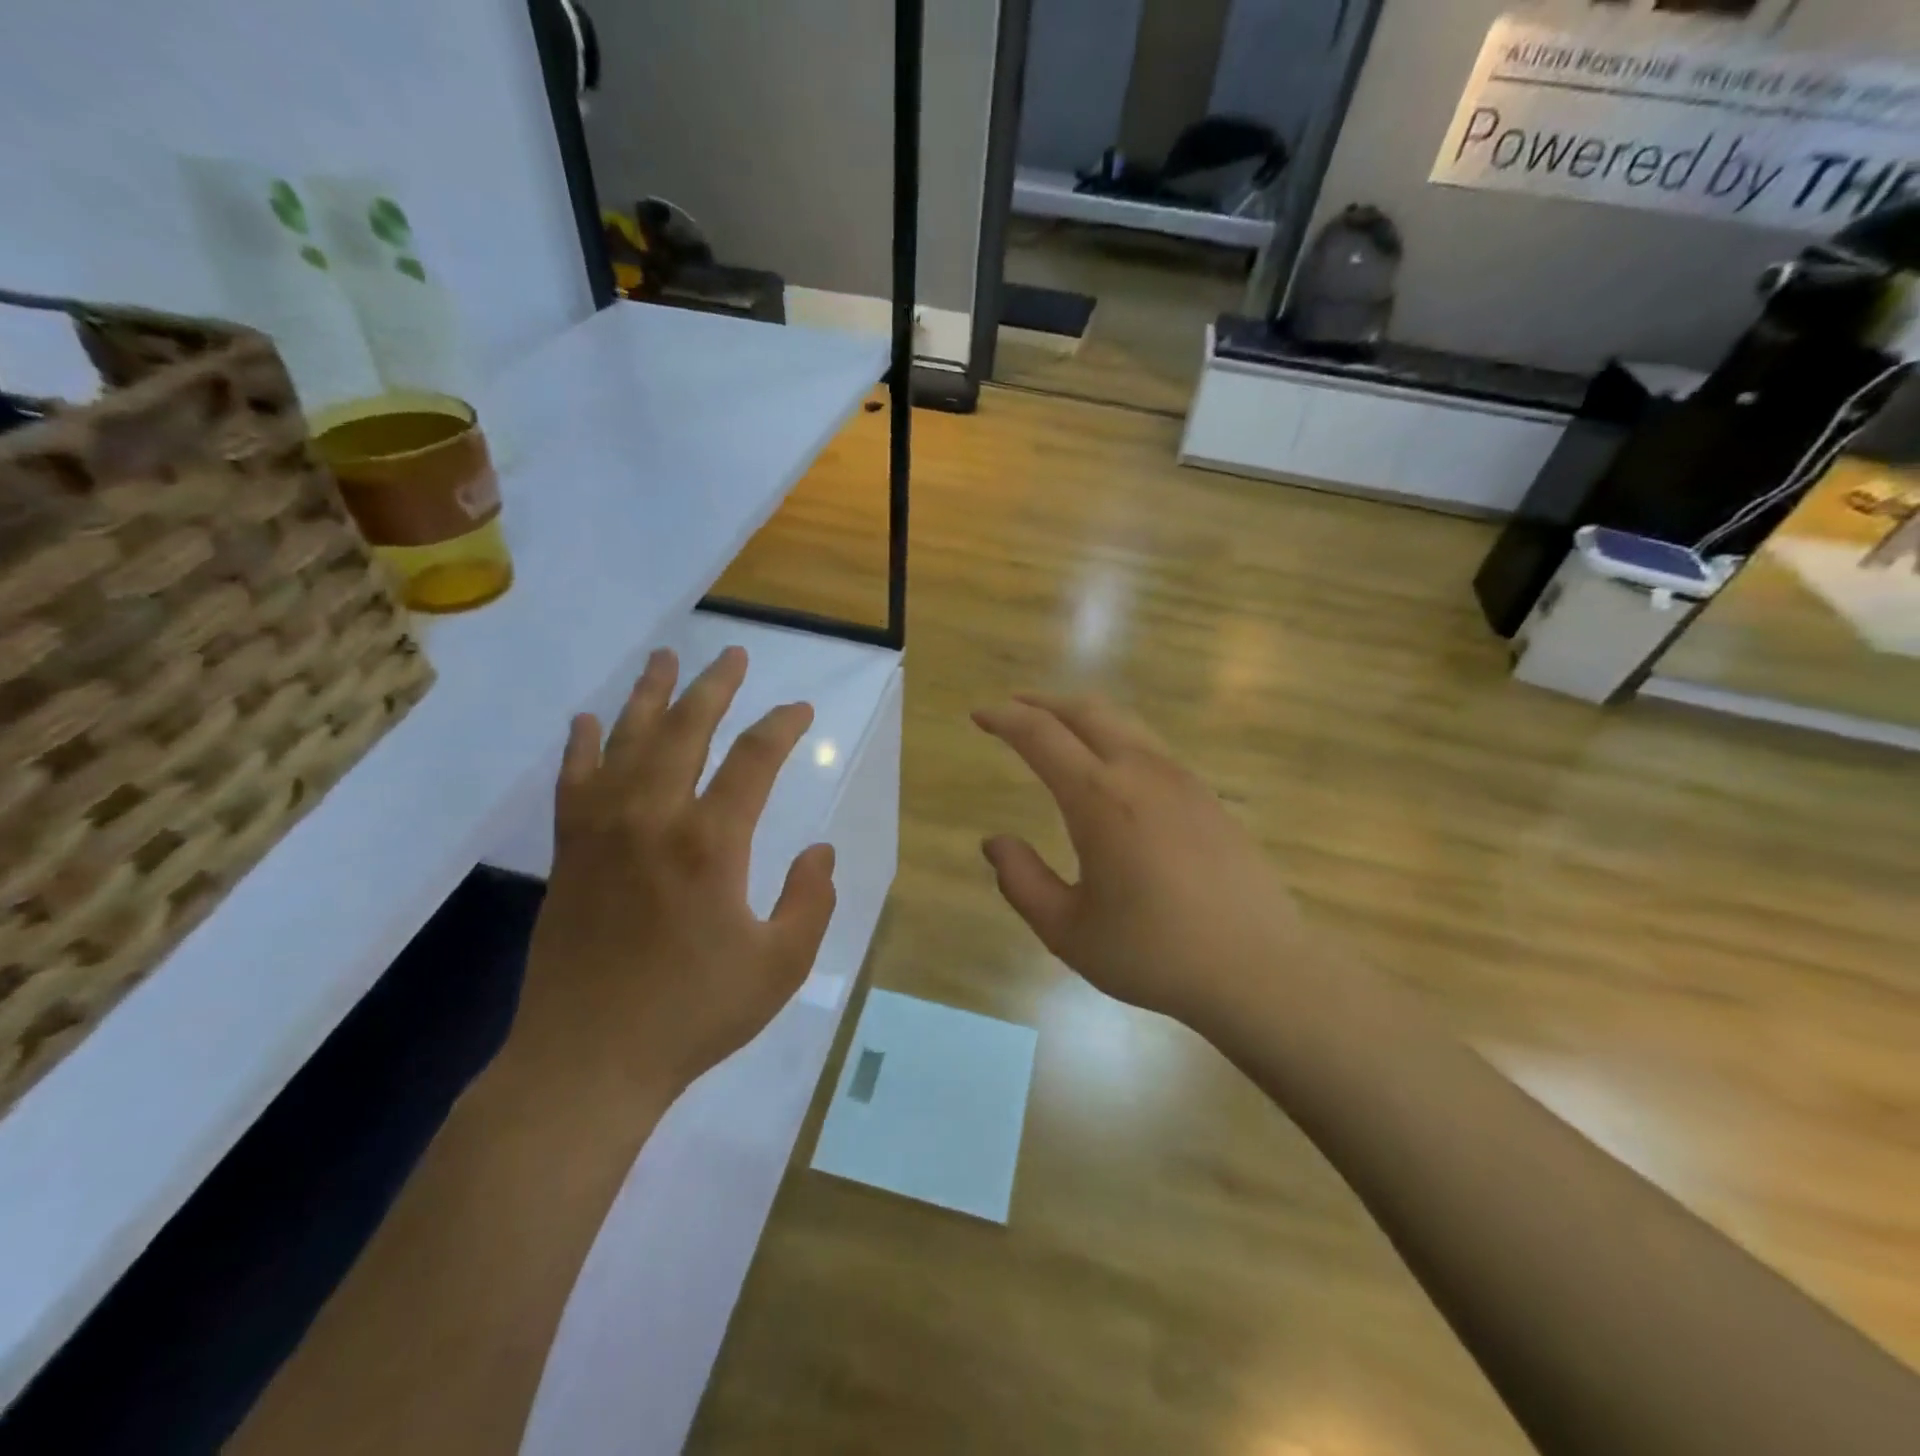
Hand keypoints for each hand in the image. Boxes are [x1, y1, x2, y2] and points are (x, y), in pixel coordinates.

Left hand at [524, 646, 836, 1100]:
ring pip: (627, 741)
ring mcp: (603, 831)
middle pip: (686, 729)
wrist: (588, 1060)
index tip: (800, 710)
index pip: (754, 759)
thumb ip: (811, 901)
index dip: (782, 726)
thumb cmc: (693, 1014)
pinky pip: (575, 781)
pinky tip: (588, 720)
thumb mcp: (780, 966)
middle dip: (715, 687)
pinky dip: (583, 745)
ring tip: (664, 659)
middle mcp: (655, 818)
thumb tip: (819, 851)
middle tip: (733, 655)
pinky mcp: (571, 852)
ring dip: (650, 695)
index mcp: (711, 843)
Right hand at [973, 694, 1316, 1032]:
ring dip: (1082, 717)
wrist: (1259, 969)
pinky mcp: (1208, 796)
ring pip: (1124, 723)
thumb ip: (1022, 881)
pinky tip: (1111, 770)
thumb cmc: (1154, 954)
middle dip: (1043, 702)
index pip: (1040, 735)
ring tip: (1058, 731)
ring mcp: (1182, 780)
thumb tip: (994, 842)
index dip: (1004, 718)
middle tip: (1013, 707)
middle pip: (1086, 710)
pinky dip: (1116, 739)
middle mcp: (1141, 772)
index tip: (979, 715)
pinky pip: (1151, 748)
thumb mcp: (1068, 931)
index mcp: (1099, 798)